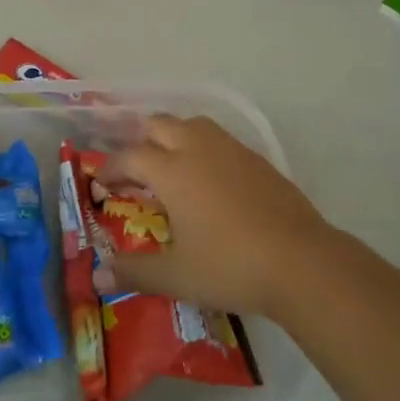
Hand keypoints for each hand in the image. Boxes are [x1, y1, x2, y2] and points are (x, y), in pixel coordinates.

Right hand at [98, 114, 341, 320]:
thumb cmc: (230, 267)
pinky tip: (209, 180)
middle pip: (159, 125)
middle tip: (134, 172)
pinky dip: (203, 149)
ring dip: (173, 137)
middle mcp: (198, 149)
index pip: (129, 156)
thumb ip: (134, 272)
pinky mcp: (258, 160)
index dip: (110, 168)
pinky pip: (220, 140)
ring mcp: (231, 151)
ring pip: (192, 124)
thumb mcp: (176, 276)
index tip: (101, 185)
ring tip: (170, 167)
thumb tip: (97, 276)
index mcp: (172, 171)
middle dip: (140, 142)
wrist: (302, 263)